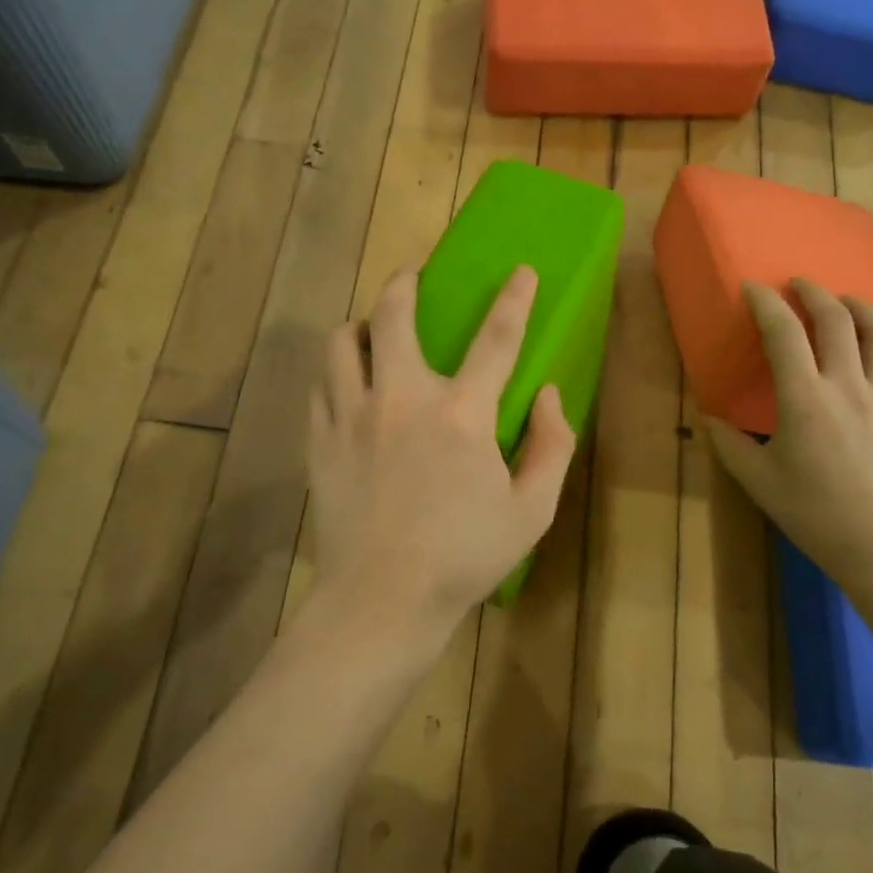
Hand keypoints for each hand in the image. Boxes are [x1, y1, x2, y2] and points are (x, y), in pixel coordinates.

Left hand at [305, 264, 578, 657]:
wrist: (381, 601)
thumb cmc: (465, 558)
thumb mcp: (532, 511)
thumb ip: (552, 445)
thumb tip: (549, 394)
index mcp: (461, 414)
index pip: (496, 338)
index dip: (514, 298)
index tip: (521, 271)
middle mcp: (402, 399)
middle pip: (393, 315)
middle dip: (404, 283)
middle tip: (412, 276)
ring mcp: (352, 417)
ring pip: (341, 341)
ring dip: (360, 324)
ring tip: (372, 332)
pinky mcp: (320, 440)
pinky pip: (320, 383)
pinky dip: (336, 370)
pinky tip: (348, 383)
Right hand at [705, 281, 872, 589]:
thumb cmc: (812, 514)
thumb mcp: (757, 480)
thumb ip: (729, 442)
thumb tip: (710, 416)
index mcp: (804, 399)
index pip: (783, 334)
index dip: (765, 303)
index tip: (752, 288)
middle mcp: (848, 386)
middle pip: (836, 320)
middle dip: (814, 293)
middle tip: (799, 284)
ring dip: (861, 307)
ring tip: (845, 302)